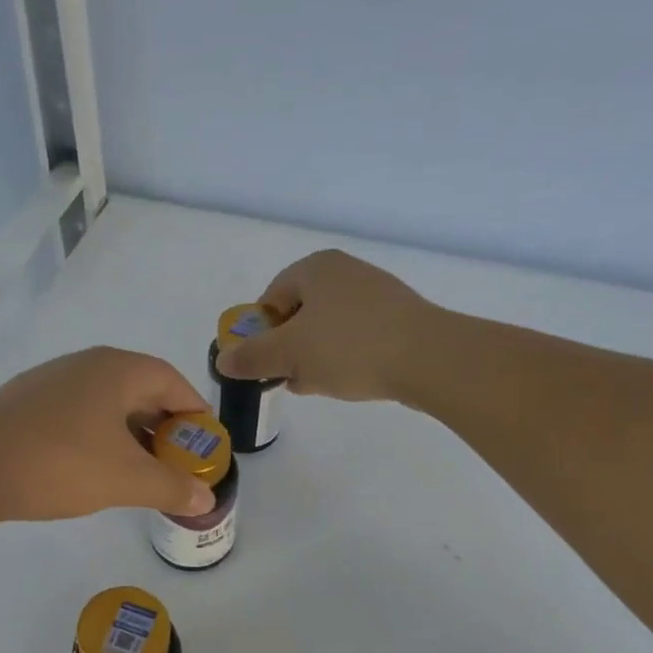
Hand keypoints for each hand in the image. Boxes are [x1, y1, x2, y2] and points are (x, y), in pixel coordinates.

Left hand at [0, 347, 215, 521]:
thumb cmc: (61, 462)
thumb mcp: (127, 479)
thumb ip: (172, 486)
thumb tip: (206, 497)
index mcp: (118, 369)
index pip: (173, 381)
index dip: (195, 412)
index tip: (206, 444)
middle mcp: (86, 365)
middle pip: (141, 389)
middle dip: (164, 426)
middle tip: (177, 462)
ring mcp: (52, 381)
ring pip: (107, 403)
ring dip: (131, 434)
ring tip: (141, 471)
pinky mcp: (27, 403)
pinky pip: (79, 413)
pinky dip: (99, 436)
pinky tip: (95, 468)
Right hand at [214, 249, 439, 401]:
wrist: (429, 358)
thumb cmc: (348, 347)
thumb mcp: (289, 355)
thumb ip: (252, 357)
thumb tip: (223, 360)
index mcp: (315, 268)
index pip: (270, 298)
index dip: (261, 333)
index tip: (265, 363)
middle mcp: (345, 271)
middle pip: (299, 313)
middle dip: (289, 348)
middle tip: (290, 377)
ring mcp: (376, 292)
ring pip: (328, 327)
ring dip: (315, 357)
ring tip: (319, 384)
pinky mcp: (399, 317)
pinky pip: (357, 335)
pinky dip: (346, 356)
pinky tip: (348, 381)